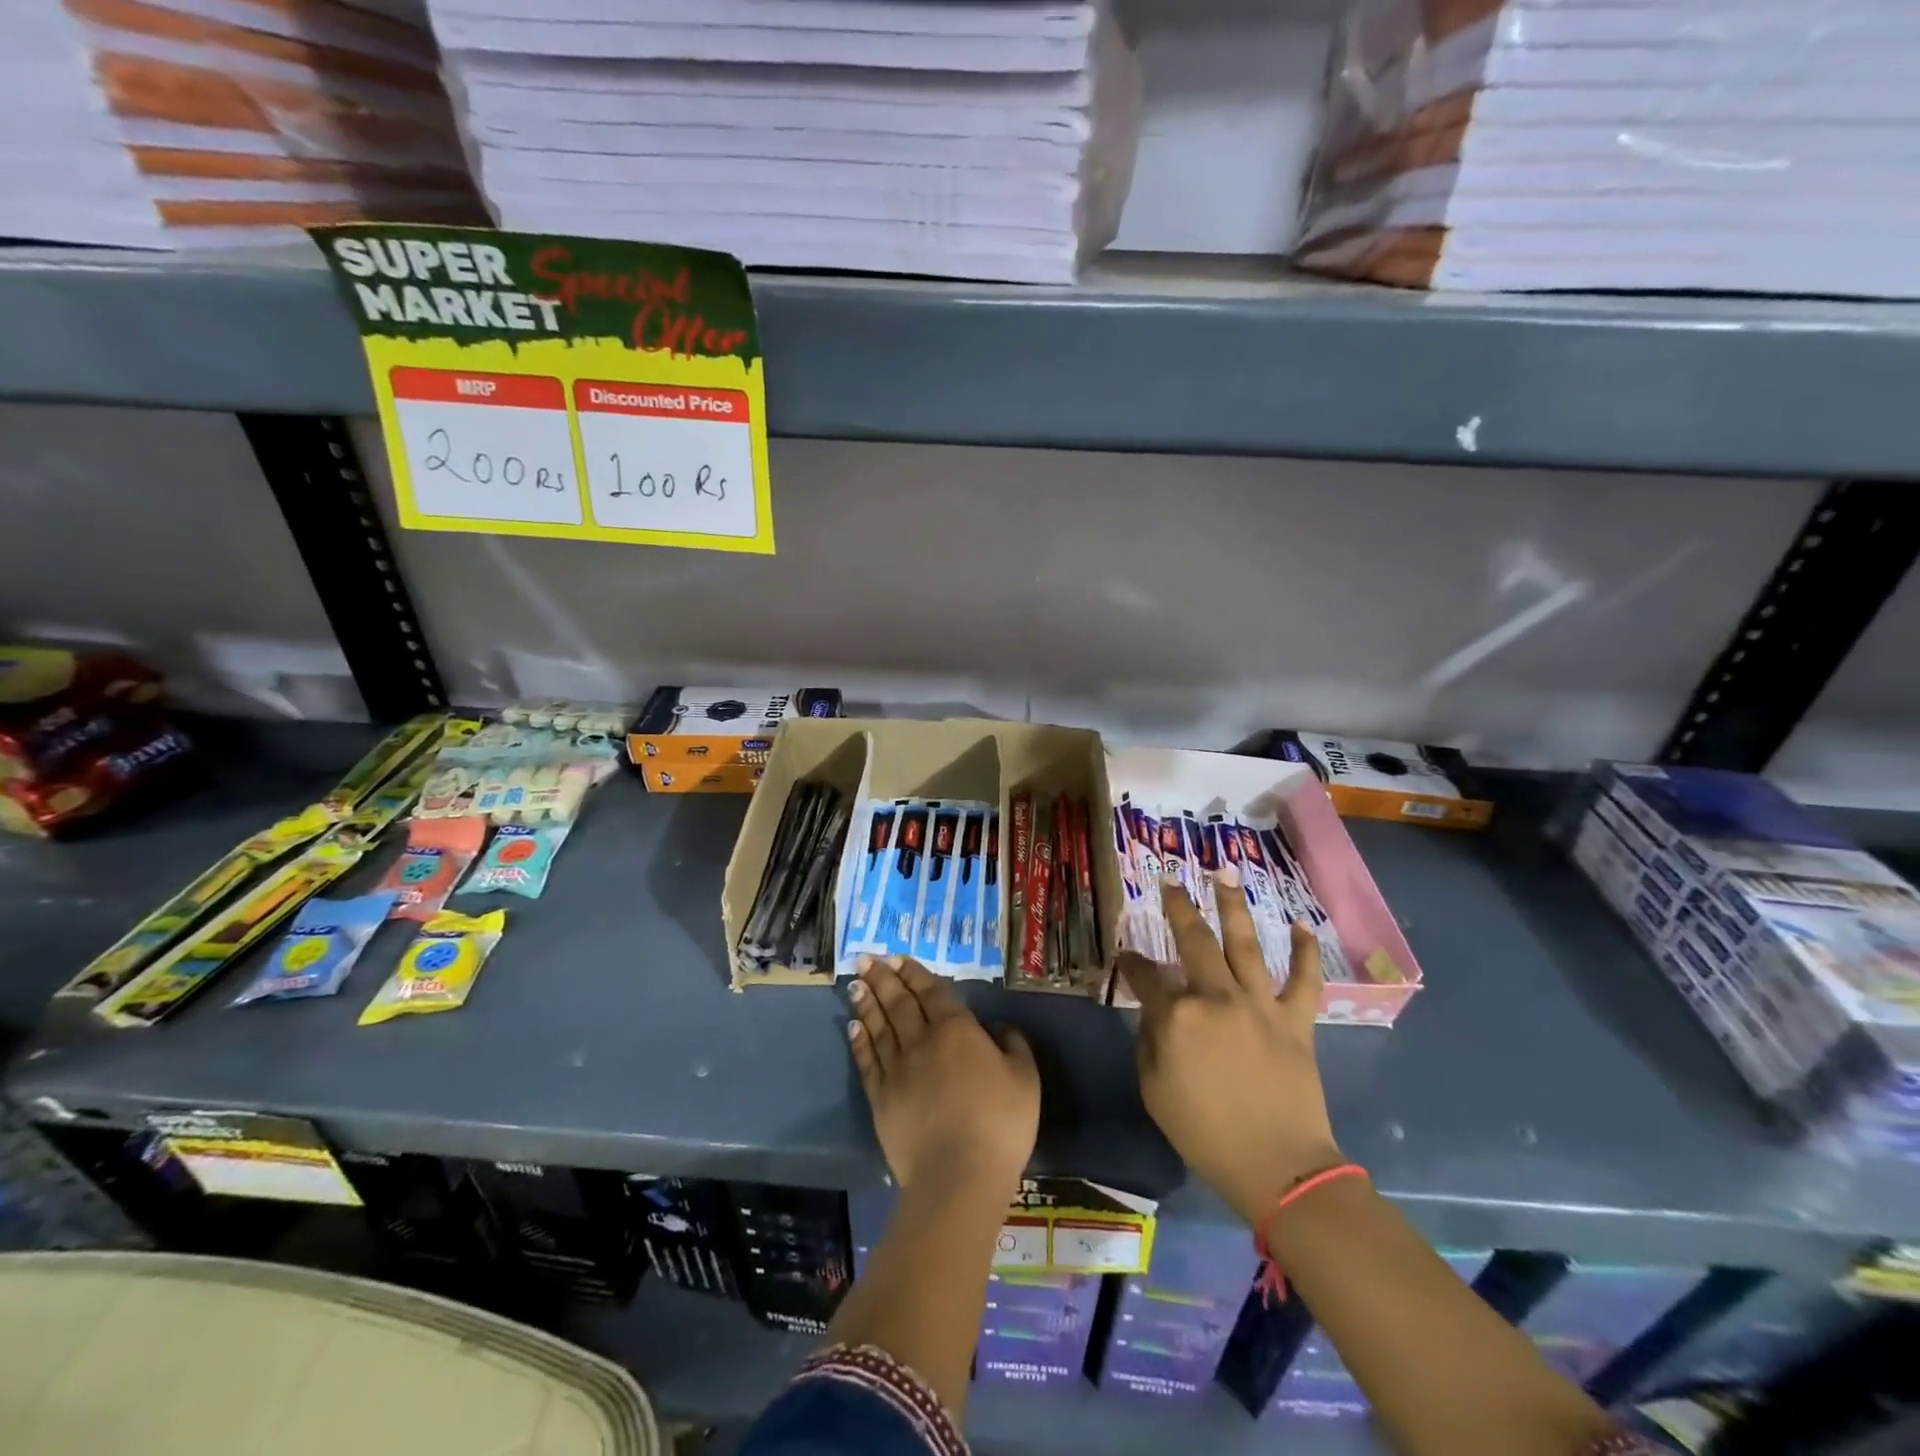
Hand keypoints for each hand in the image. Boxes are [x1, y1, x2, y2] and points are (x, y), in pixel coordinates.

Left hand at [848, 955, 1039, 1194]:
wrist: (959, 1176)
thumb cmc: (1000, 1125)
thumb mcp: (1026, 1079)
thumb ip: (1014, 1046)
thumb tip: (1000, 1028)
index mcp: (957, 1030)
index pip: (932, 992)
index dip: (915, 973)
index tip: (898, 958)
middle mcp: (922, 1041)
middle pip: (900, 1002)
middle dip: (884, 978)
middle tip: (867, 959)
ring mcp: (898, 1069)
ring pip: (879, 1026)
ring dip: (867, 1002)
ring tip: (856, 983)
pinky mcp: (881, 1099)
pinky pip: (868, 1061)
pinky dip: (860, 1041)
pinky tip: (854, 1026)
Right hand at [1118, 872, 1340, 1227]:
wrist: (1278, 1168)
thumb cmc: (1205, 1133)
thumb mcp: (1154, 1090)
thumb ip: (1150, 1041)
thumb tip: (1156, 1012)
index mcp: (1178, 1016)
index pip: (1146, 977)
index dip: (1132, 964)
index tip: (1126, 956)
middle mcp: (1217, 997)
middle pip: (1194, 941)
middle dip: (1178, 907)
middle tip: (1170, 881)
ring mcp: (1260, 1004)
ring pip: (1246, 943)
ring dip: (1234, 906)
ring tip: (1225, 873)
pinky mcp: (1295, 1020)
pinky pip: (1303, 980)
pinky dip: (1304, 952)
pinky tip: (1301, 925)